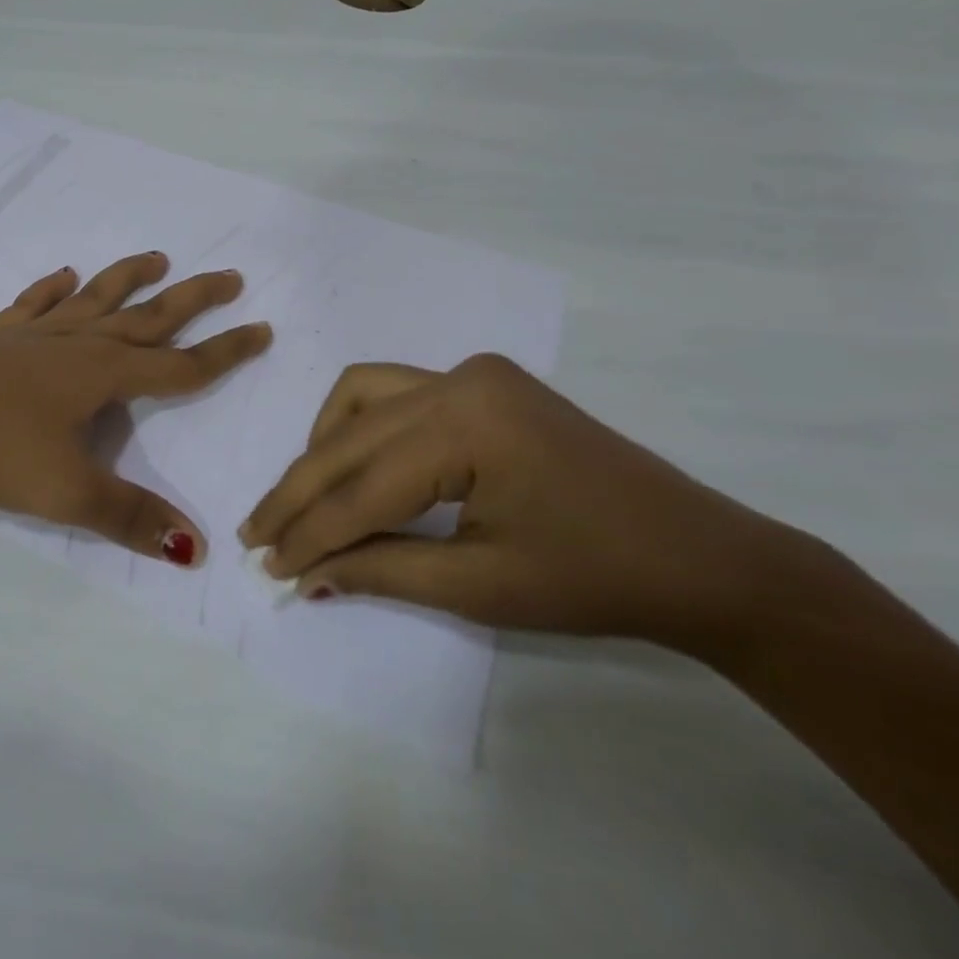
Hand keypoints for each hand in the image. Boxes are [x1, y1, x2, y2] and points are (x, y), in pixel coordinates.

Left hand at [0, 252, 270, 566]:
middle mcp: (77, 344)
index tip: (263, 330)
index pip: (181, 365)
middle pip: (148, 317)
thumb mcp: (70, 493)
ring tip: (157, 258)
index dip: (225, 351)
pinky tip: (62, 277)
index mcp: (104, 374)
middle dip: (193, 298)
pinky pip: (32, 306)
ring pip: (94, 299)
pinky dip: (50, 290)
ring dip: (128, 278)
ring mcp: (34, 336)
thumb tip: (197, 547)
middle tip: (230, 276)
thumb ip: (133, 518)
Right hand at [238, 354, 817, 651]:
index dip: (308, 531)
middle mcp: (459, 379)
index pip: (361, 486)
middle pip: (350, 438)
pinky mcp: (483, 383)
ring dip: (323, 447)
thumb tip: (305, 576)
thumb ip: (380, 569)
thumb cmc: (596, 580)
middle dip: (299, 491)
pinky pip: (394, 392)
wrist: (701, 557)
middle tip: (258, 535)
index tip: (265, 565)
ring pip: (361, 396)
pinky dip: (359, 426)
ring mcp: (472, 373)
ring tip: (302, 500)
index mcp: (466, 423)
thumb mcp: (480, 585)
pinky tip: (351, 462)